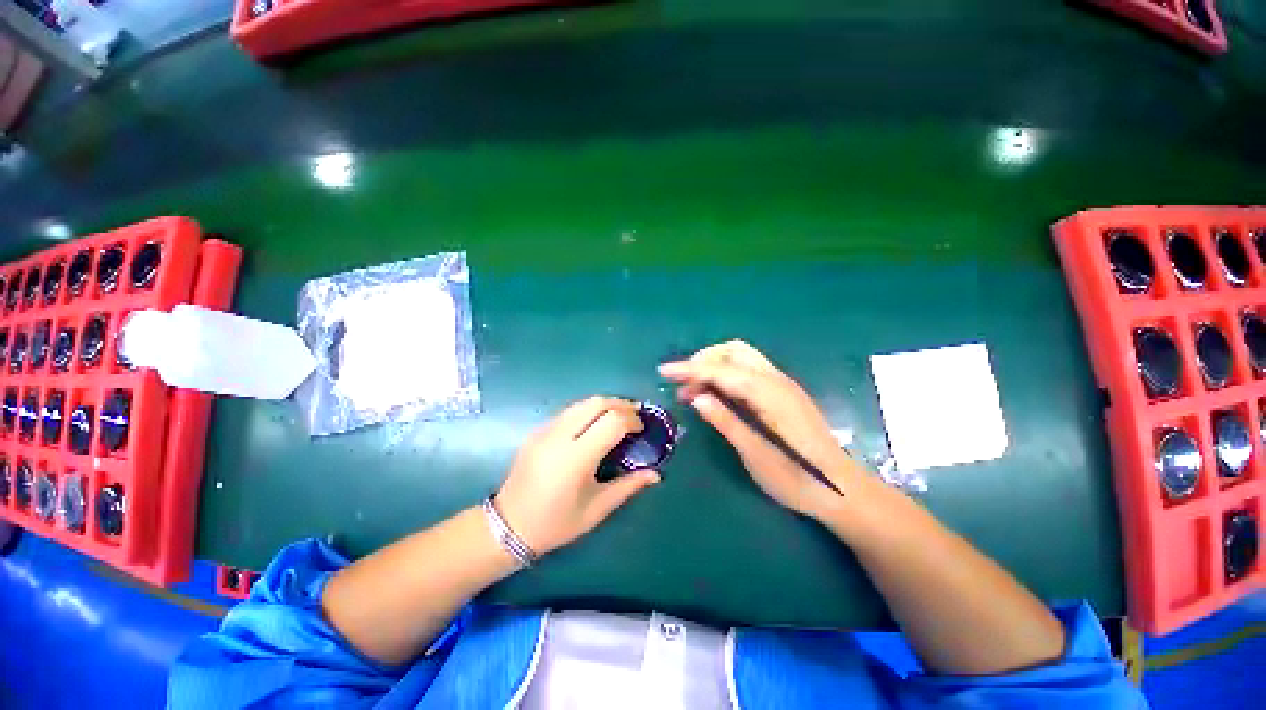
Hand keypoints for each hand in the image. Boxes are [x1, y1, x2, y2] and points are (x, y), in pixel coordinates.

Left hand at [495, 397, 660, 554]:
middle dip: (621, 404)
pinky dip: (588, 411)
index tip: (641, 429)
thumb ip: (628, 486)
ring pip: (582, 403)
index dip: (631, 420)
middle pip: (596, 403)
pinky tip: (595, 426)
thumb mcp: (597, 509)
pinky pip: (569, 411)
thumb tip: (655, 474)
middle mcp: (559, 437)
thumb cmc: (556, 523)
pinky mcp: (537, 429)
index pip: (611, 422)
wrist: (508, 525)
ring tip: (619, 417)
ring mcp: (545, 430)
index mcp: (575, 459)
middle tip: (635, 416)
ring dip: (605, 404)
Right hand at [660, 340, 865, 517]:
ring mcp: (782, 384)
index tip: (663, 371)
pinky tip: (717, 394)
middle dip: (703, 360)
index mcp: (769, 393)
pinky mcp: (783, 393)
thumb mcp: (755, 454)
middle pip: (733, 351)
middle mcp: (776, 379)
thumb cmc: (797, 478)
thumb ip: (725, 421)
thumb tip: (696, 397)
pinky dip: (727, 375)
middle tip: (683, 384)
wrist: (841, 490)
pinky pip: (749, 371)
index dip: (690, 369)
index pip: (721, 370)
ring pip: (741, 358)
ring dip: (714, 366)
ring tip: (693, 391)